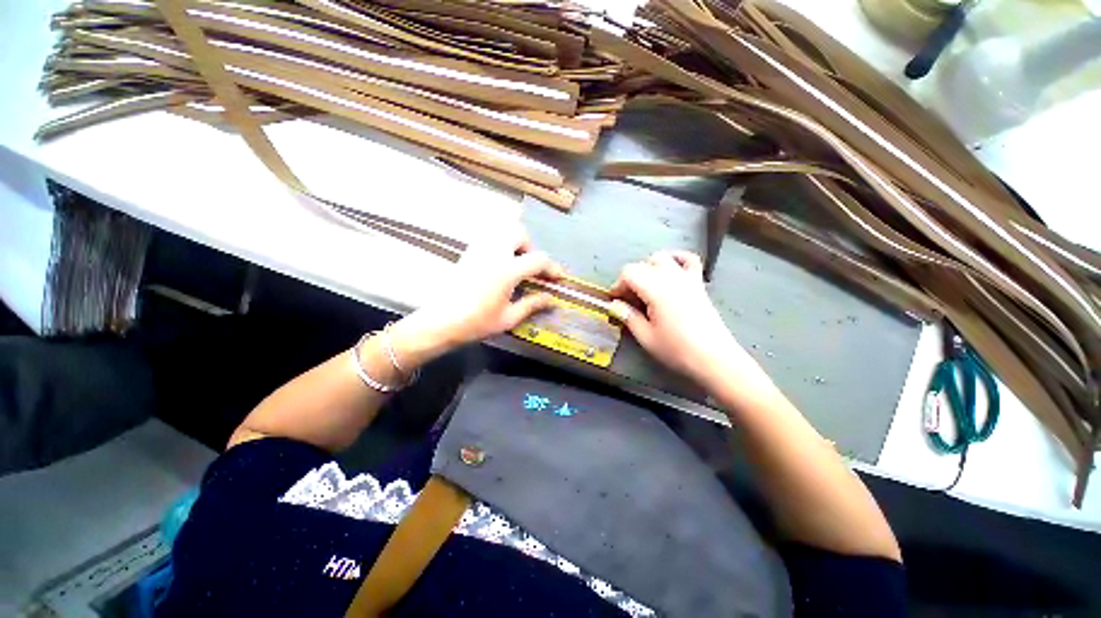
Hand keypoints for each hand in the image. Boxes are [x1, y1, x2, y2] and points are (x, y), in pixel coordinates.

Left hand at [390, 224, 563, 365]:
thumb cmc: (476, 322)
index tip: (558, 277)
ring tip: (515, 264)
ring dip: (514, 243)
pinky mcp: (468, 252)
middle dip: (530, 247)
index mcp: (507, 270)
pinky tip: (499, 265)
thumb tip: (552, 298)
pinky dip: (500, 245)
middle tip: (530, 268)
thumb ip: (532, 304)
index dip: (552, 267)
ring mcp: (478, 250)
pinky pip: (489, 238)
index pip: (538, 259)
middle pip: (519, 233)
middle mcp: (494, 253)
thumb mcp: (509, 317)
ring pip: (501, 231)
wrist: (440, 321)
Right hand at [610, 251, 745, 386]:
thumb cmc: (677, 350)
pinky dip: (677, 259)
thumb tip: (614, 305)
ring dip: (648, 268)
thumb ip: (628, 317)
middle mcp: (671, 278)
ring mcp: (687, 278)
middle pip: (643, 264)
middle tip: (628, 300)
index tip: (615, 301)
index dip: (618, 284)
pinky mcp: (698, 283)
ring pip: (662, 258)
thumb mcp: (646, 337)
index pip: (629, 272)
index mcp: (656, 290)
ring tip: (646, 287)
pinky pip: (688, 260)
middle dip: (630, 279)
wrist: (714, 358)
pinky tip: (670, 268)